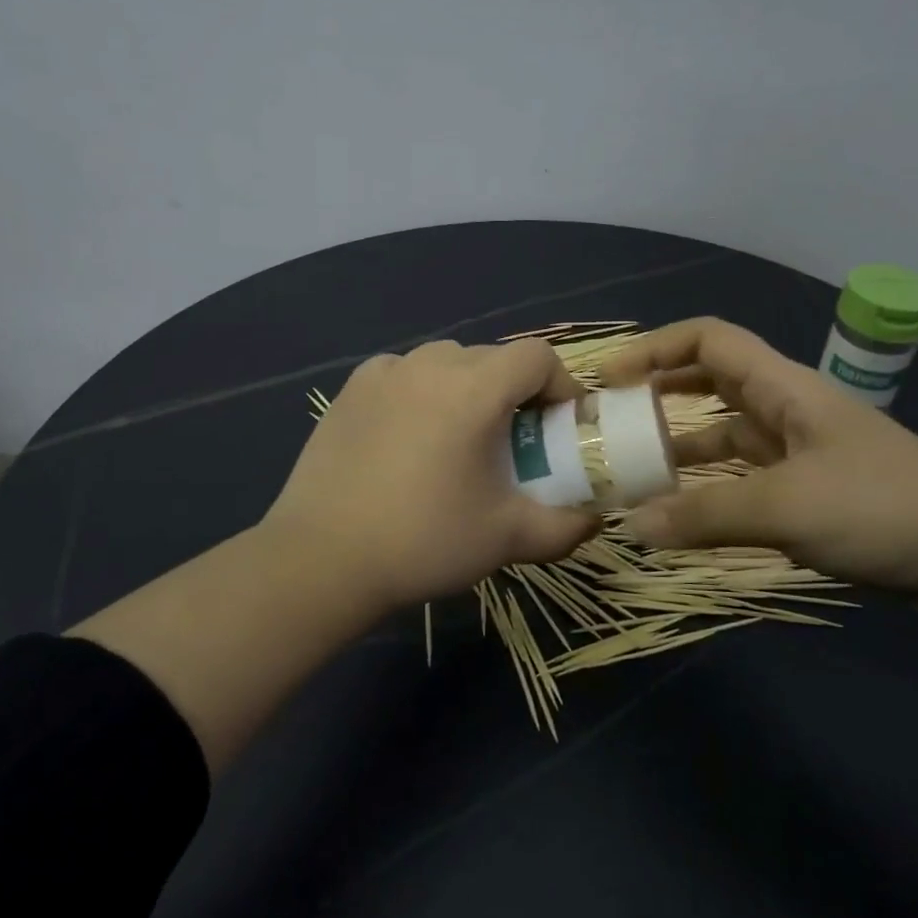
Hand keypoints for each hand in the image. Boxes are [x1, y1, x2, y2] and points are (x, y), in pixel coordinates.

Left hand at [261, 339, 599, 612]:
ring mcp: (383, 373)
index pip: (537, 357)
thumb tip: (595, 519)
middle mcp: (429, 364)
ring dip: (468, 389)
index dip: (560, 386)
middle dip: (515, 393)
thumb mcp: (509, 538)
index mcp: (474, 388)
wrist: (322, 559)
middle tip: (513, 442)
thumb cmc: (425, 542)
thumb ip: (566, 526)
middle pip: (493, 359)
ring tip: (460, 439)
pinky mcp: (349, 390)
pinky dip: (421, 393)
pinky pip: (403, 375)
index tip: (559, 427)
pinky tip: (410, 438)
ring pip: (446, 362)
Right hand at [597, 318, 917, 597]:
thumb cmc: (879, 507)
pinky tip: (684, 514)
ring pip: (725, 436)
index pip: (709, 341)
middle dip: (660, 395)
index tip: (610, 378)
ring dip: (682, 448)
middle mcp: (787, 409)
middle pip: (711, 384)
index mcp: (783, 388)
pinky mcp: (810, 492)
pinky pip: (743, 478)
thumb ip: (703, 516)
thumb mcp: (784, 507)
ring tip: (635, 473)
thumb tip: (630, 527)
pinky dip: (710, 490)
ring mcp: (799, 452)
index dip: (656, 348)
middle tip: (613, 423)